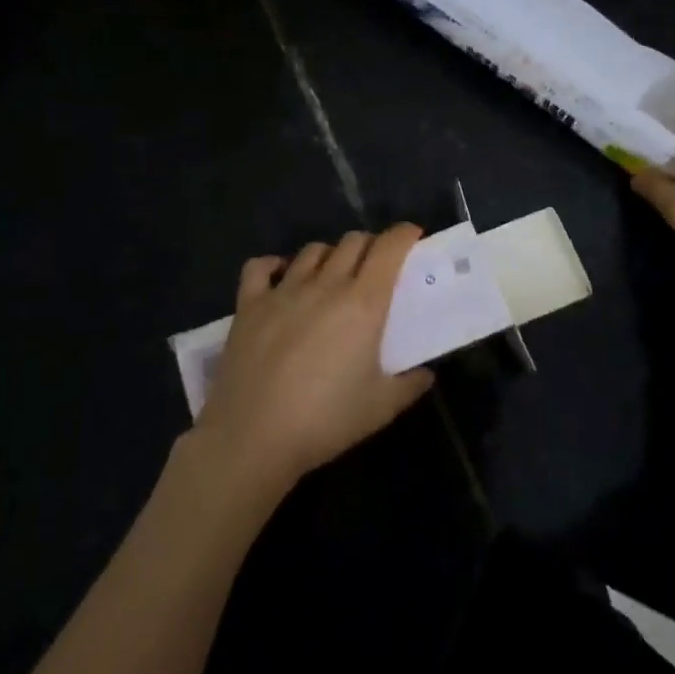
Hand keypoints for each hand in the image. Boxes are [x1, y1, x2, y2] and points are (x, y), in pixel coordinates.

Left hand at [193, 224, 433, 492]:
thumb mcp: (381, 408)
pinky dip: (275, 265)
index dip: (404, 235)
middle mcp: (325, 285)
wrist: (252, 438)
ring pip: (313, 251)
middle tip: (377, 266)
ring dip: (331, 255)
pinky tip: (282, 276)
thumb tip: (425, 373)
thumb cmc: (325, 420)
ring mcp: (283, 291)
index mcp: (363, 302)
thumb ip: (410, 384)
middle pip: (353, 242)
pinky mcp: (249, 304)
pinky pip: (261, 267)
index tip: (413, 237)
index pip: (389, 248)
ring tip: (334, 274)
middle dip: (371, 245)